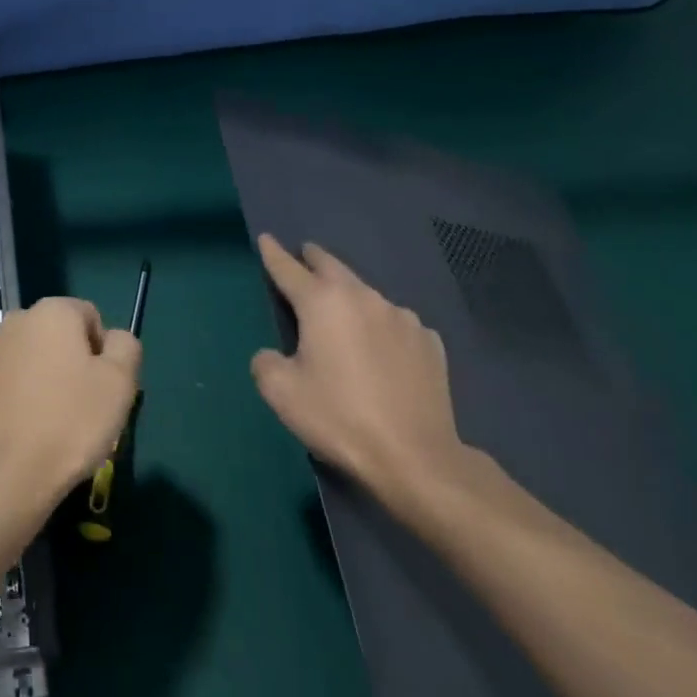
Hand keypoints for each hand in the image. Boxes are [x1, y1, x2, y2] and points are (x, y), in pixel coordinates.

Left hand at [0, 297, 140, 515]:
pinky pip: (6, 380)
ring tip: (52, 421)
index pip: (90, 317)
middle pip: (58, 335)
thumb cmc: (70, 423)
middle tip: (82, 406)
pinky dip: (17, 395)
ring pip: (30, 357)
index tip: (103, 387)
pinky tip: (24, 428)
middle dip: (72, 362)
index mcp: (53, 311)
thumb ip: (125, 347)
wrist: (4, 475)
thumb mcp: (120, 384)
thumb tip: (114, 339)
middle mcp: (16, 320)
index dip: (103, 351)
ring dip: (43, 377)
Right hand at [251, 234, 472, 505]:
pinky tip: (382, 348)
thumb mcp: (281, 392)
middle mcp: (363, 298)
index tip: (266, 238)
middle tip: (304, 257)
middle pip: (332, 267)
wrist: (416, 458)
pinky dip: (382, 326)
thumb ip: (266, 362)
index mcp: (323, 303)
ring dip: (349, 296)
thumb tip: (274, 355)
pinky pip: (396, 323)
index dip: (272, 253)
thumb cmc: (339, 418)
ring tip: (343, 312)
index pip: (288, 268)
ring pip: (366, 294)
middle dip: (314, 259)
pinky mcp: (430, 343)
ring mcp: (402, 318)